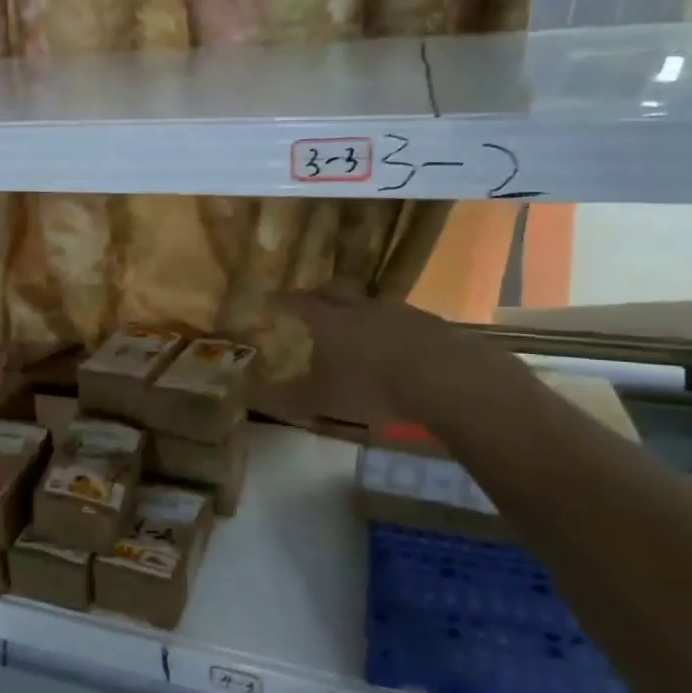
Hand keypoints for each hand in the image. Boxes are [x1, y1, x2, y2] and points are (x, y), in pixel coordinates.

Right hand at [269, 288, 530, 430]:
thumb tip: (246, 394)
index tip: (267, 298)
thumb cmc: (371, 388)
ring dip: (355, 308)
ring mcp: (397, 311)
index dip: (280, 301)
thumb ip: (281, 398)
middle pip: (333, 290)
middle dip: (317, 294)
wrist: (445, 381)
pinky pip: (398, 317)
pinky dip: (387, 325)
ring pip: (368, 302)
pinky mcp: (429, 323)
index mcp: (327, 321)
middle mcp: (359, 307)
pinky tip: (391, 343)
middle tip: (309, 302)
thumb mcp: (318, 401)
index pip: (295, 303)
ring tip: (352, 324)